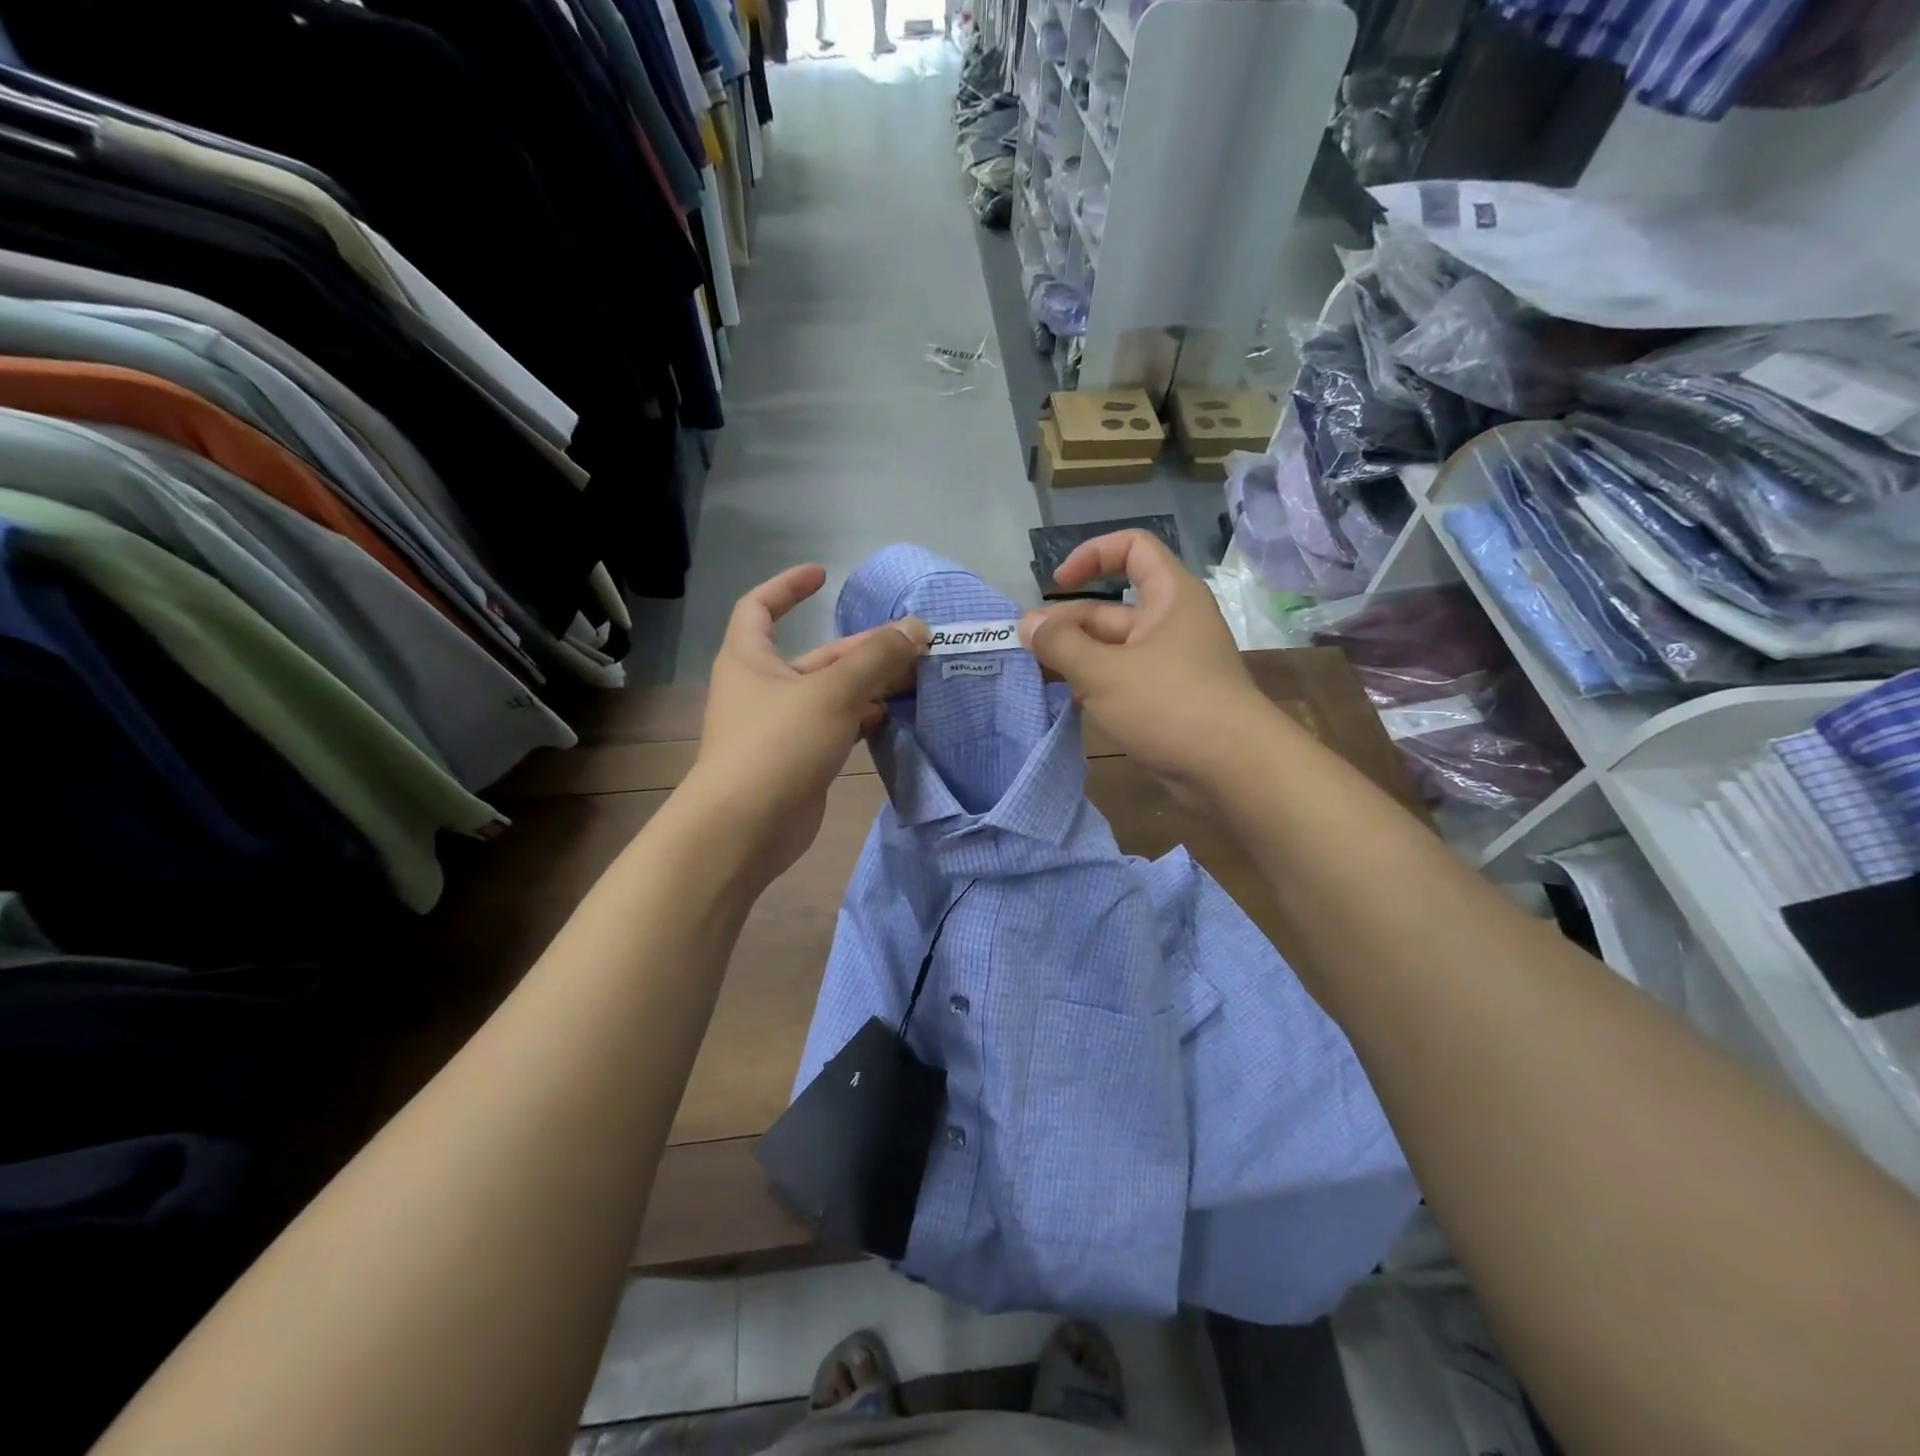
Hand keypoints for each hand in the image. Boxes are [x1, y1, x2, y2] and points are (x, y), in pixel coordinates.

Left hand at [688, 565, 926, 881]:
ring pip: (830, 694)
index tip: (823, 575)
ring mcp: (780, 728)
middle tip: (911, 643)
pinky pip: (834, 727)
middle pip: (816, 656)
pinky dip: (860, 719)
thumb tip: (917, 628)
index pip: (759, 606)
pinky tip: (890, 717)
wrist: (746, 828)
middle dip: (861, 648)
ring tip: (912, 678)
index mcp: (750, 659)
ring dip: (868, 685)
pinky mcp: (798, 760)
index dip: (788, 587)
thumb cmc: (778, 745)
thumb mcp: (831, 692)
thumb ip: (876, 658)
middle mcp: (762, 688)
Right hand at [1019, 530, 1268, 798]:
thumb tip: (1028, 625)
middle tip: (1024, 647)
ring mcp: (1168, 663)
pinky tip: (1063, 700)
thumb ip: (1061, 645)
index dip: (1092, 556)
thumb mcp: (1105, 671)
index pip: (1132, 549)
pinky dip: (1093, 684)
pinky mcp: (1164, 699)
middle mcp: (1170, 622)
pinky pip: (1121, 679)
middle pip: (1110, 608)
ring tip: (1034, 674)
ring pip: (1111, 648)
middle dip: (1067, 623)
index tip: (1057, 585)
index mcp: (1169, 596)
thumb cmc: (1171, 704)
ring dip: (1074, 657)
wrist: (1234, 770)